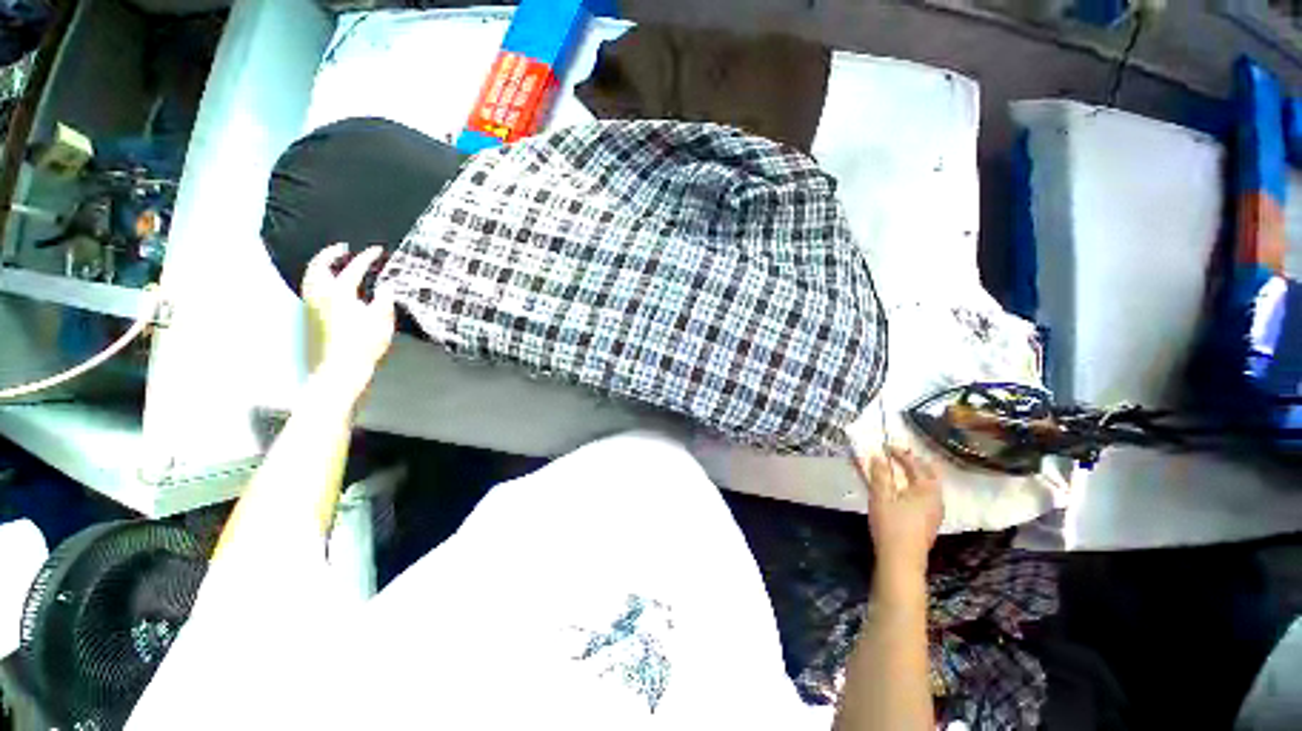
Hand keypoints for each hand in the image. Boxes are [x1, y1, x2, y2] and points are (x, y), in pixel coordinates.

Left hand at [302, 244, 395, 395]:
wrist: (340, 369)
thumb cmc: (364, 344)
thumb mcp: (382, 321)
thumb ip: (384, 300)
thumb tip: (386, 286)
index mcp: (340, 293)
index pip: (354, 268)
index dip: (367, 257)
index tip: (377, 250)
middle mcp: (321, 294)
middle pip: (320, 266)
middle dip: (331, 254)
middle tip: (343, 249)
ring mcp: (312, 305)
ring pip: (311, 277)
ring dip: (321, 266)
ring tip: (333, 264)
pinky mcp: (310, 316)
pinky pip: (311, 288)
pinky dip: (318, 279)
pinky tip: (328, 285)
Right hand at [858, 446, 943, 577]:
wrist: (901, 560)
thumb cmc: (891, 525)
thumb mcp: (881, 496)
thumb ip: (879, 474)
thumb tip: (877, 456)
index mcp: (926, 490)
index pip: (915, 464)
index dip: (900, 453)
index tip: (886, 445)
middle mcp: (936, 498)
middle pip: (928, 474)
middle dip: (914, 463)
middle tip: (898, 455)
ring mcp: (935, 512)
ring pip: (928, 486)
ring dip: (915, 475)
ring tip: (900, 469)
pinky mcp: (930, 522)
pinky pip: (926, 496)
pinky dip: (915, 486)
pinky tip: (904, 491)